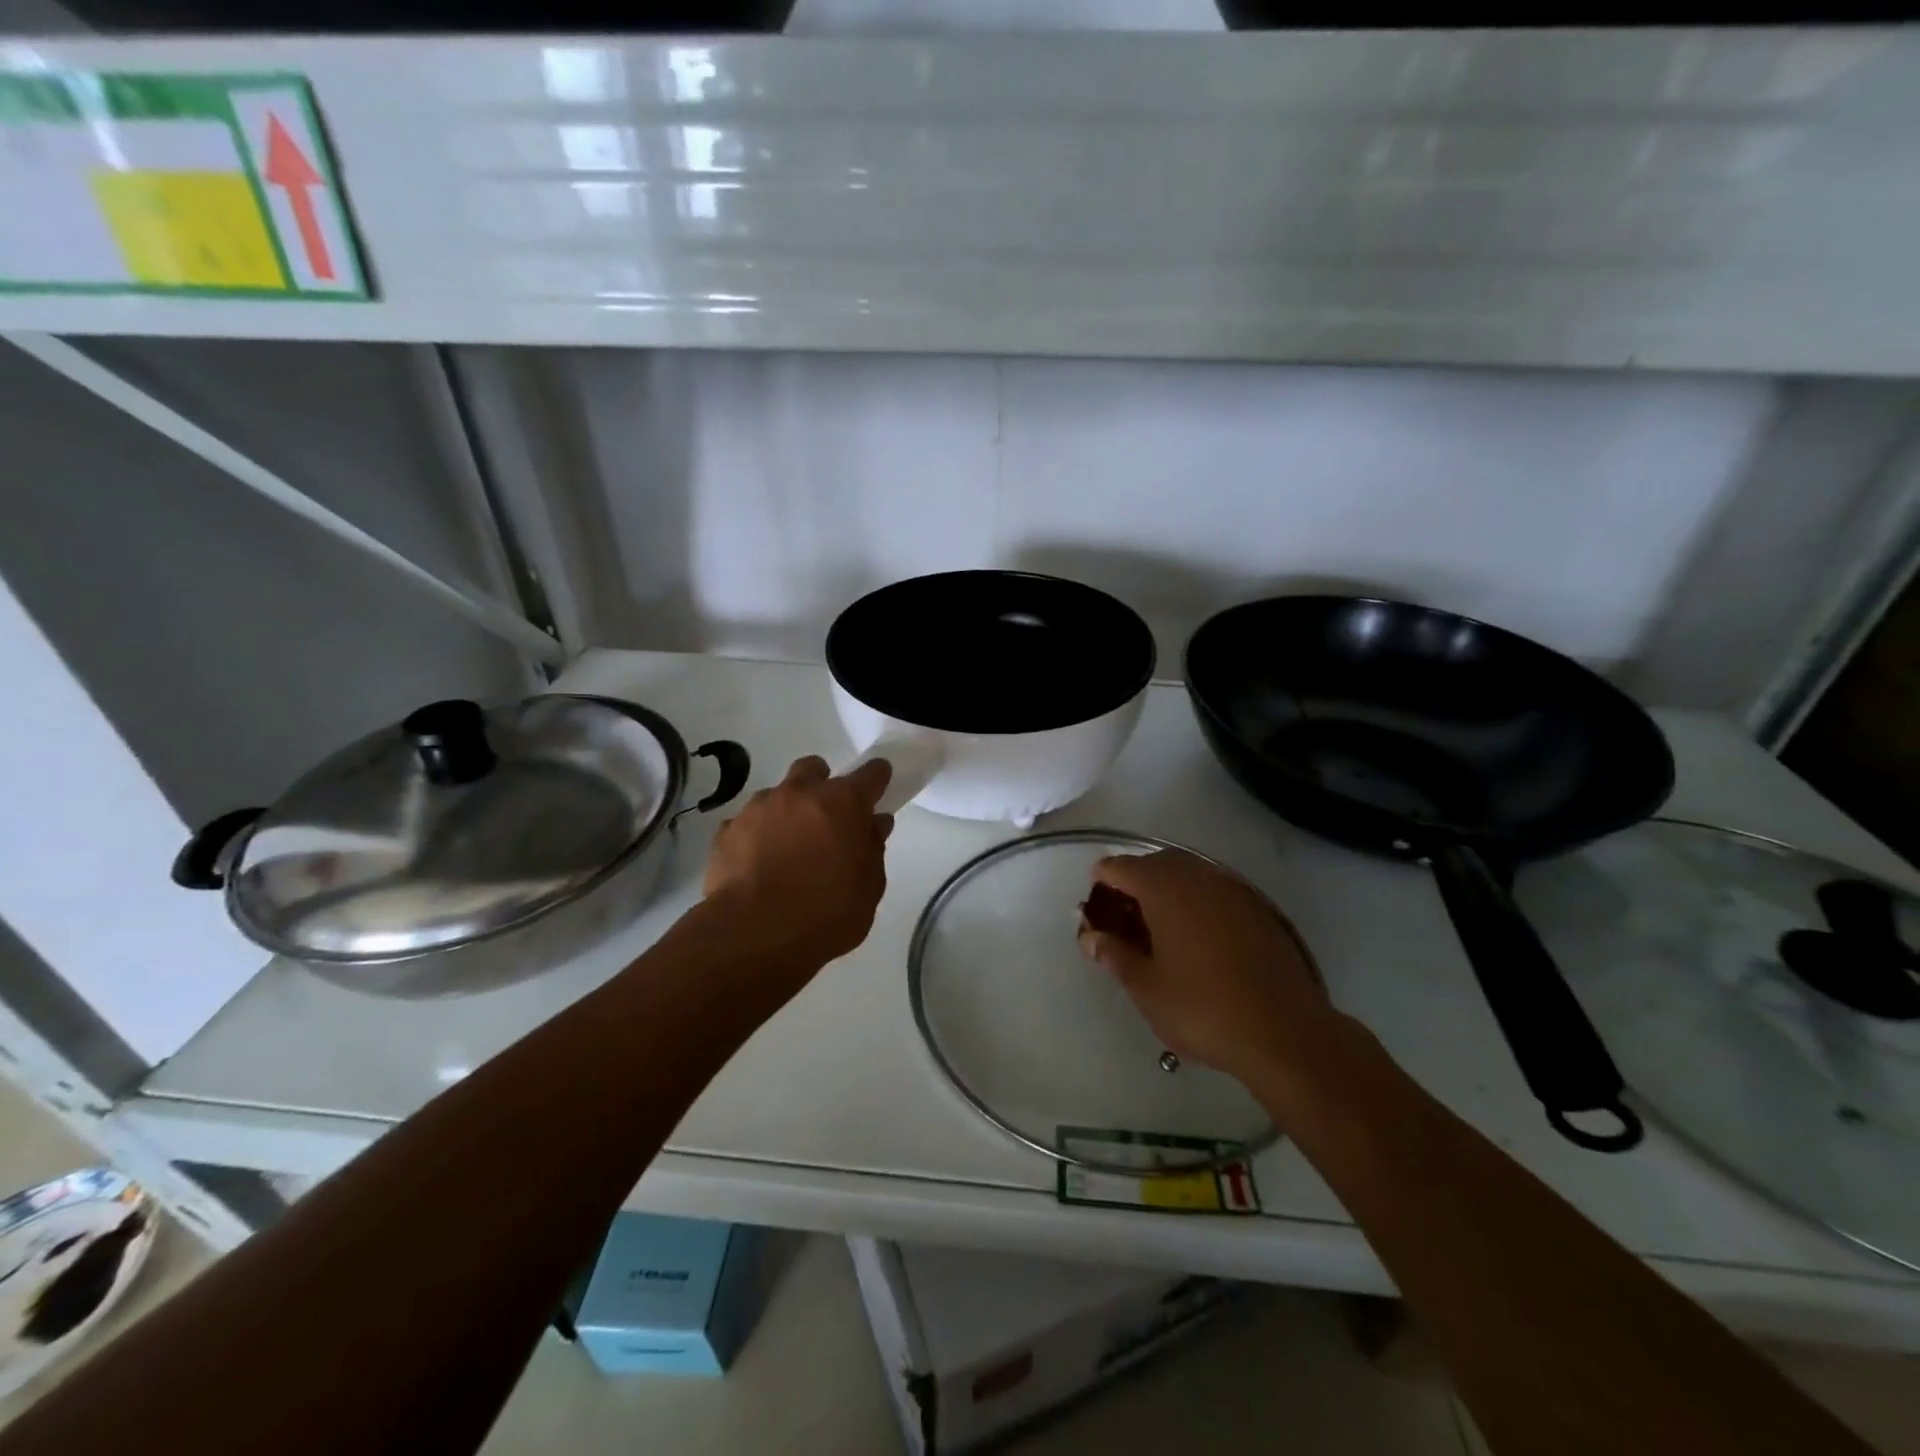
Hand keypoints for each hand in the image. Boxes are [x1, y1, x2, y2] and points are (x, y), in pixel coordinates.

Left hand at [703, 756, 893, 970]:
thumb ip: (873, 848)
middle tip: (826, 817)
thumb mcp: (869, 887)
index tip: (879, 787)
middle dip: (822, 784)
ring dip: (787, 811)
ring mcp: (758, 808)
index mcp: (843, 802)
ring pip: (777, 794)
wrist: (755, 934)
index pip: (870, 774)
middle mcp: (800, 794)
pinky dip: (756, 835)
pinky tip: (758, 865)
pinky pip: (747, 823)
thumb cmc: (827, 912)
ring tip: (787, 847)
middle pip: (814, 769)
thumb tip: (875, 823)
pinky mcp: (726, 830)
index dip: (877, 778)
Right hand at [1078, 849, 1332, 1082]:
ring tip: (1159, 927)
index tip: (1095, 908)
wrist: (1286, 1033)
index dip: (1101, 882)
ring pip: (1189, 873)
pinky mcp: (1259, 909)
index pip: (1120, 867)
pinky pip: (1216, 890)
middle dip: (1134, 881)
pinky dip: (1197, 900)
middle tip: (1124, 918)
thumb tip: (1091, 937)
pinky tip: (1197, 936)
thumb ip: (1114, 955)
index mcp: (1165, 890)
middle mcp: (1199, 877)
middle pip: (1155, 862)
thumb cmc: (1203, 1009)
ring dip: (1167, 888)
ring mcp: (1233, 890)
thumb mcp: (1146, 988)